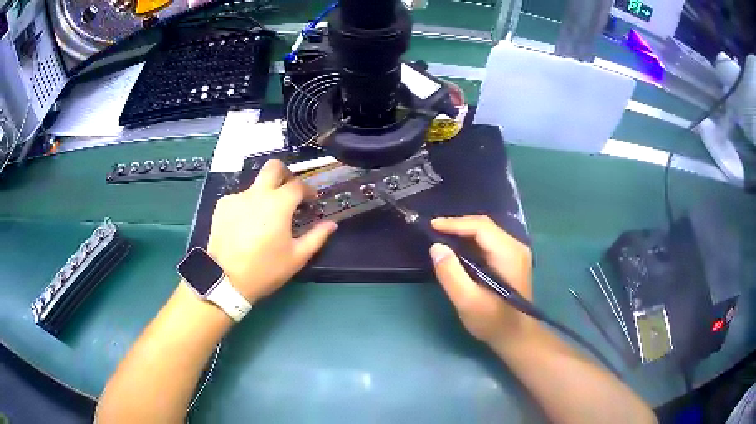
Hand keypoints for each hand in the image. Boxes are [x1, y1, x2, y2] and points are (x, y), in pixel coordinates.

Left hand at [207, 160, 337, 302]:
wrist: (225, 279)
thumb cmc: (265, 269)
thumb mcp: (297, 257)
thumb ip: (317, 237)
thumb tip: (331, 224)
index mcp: (278, 204)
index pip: (298, 185)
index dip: (308, 190)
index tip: (310, 201)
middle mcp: (257, 193)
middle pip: (273, 167)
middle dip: (285, 174)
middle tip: (288, 192)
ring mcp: (237, 197)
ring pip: (255, 185)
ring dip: (265, 194)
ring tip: (265, 218)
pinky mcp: (222, 205)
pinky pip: (240, 198)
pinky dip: (247, 206)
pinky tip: (246, 226)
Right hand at [429, 216, 532, 346]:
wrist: (516, 335)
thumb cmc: (492, 321)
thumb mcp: (467, 301)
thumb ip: (451, 274)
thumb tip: (436, 247)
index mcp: (508, 254)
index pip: (481, 227)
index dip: (455, 223)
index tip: (432, 226)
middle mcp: (515, 247)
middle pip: (484, 226)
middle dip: (458, 225)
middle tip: (434, 230)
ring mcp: (515, 252)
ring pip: (487, 232)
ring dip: (464, 232)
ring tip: (441, 236)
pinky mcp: (512, 259)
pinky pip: (489, 241)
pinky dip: (471, 241)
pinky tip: (458, 247)